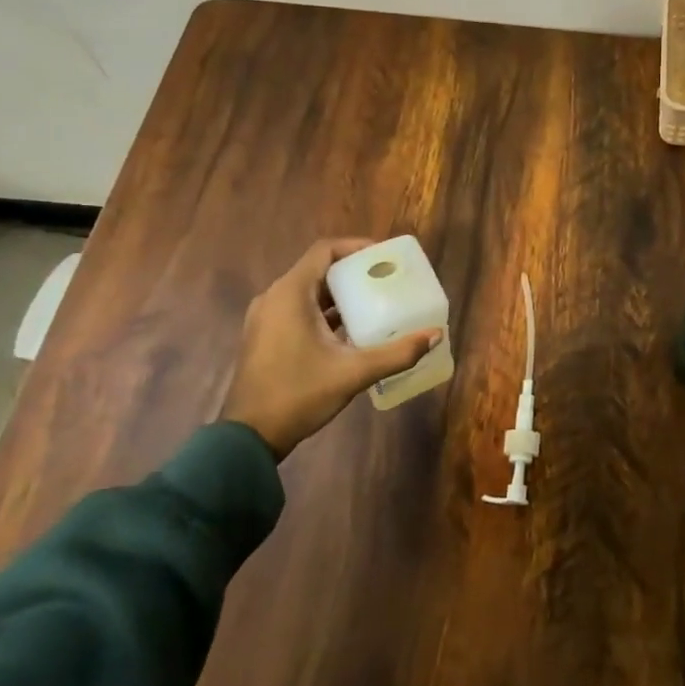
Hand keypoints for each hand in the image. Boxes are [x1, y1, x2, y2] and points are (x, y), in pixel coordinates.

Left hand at [220, 238, 441, 459]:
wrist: (248, 438)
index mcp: (290, 294)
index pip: (325, 250)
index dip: (356, 247)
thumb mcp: (354, 373)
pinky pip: (299, 309)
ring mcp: (266, 318)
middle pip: (318, 269)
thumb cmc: (298, 394)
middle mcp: (275, 298)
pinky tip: (351, 329)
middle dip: (354, 272)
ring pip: (308, 291)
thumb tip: (435, 335)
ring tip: (375, 301)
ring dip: (340, 293)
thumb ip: (397, 353)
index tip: (385, 257)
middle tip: (386, 279)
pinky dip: (325, 311)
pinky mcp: (265, 336)